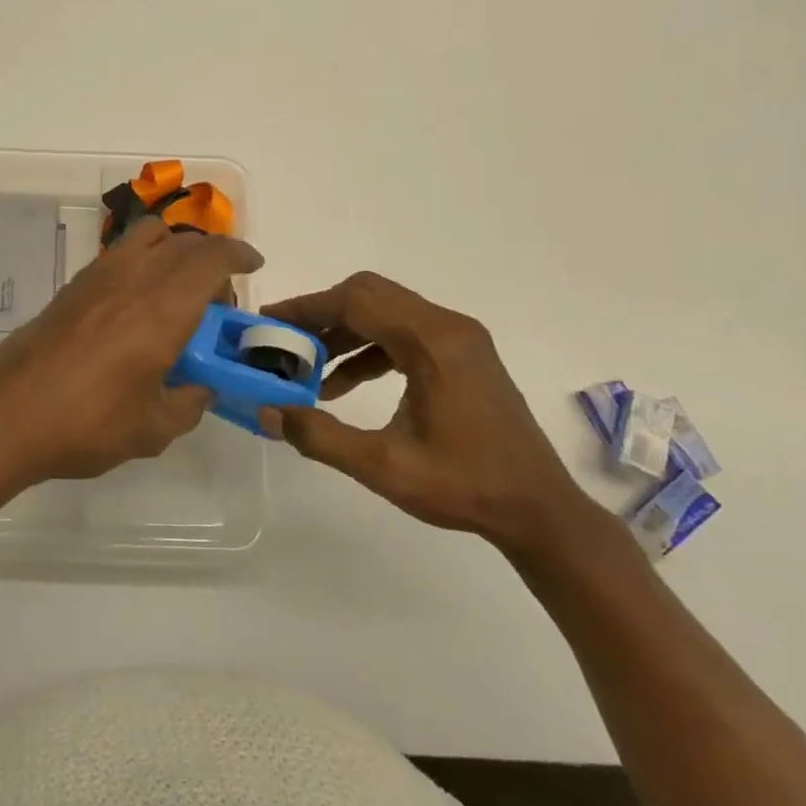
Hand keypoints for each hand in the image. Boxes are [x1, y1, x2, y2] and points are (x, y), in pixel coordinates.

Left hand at [0, 215, 261, 481]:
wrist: (8, 414)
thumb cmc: (87, 423)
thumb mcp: (153, 429)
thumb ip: (188, 404)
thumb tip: (199, 389)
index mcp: (164, 307)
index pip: (212, 257)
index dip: (239, 253)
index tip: (253, 266)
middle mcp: (134, 277)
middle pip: (183, 242)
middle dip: (210, 259)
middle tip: (216, 301)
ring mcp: (98, 276)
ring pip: (147, 236)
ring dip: (174, 250)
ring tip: (176, 292)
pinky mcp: (72, 286)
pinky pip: (120, 254)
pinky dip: (142, 262)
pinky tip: (135, 307)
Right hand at [260, 273, 593, 557]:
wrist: (539, 511)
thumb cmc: (465, 486)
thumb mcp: (383, 466)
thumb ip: (320, 435)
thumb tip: (266, 412)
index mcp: (433, 343)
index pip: (357, 301)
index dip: (307, 307)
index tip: (269, 323)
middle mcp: (449, 327)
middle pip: (370, 295)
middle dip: (322, 314)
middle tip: (285, 342)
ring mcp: (460, 339)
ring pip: (386, 312)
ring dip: (344, 332)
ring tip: (308, 367)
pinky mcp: (463, 355)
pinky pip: (404, 333)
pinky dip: (369, 348)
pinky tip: (344, 385)